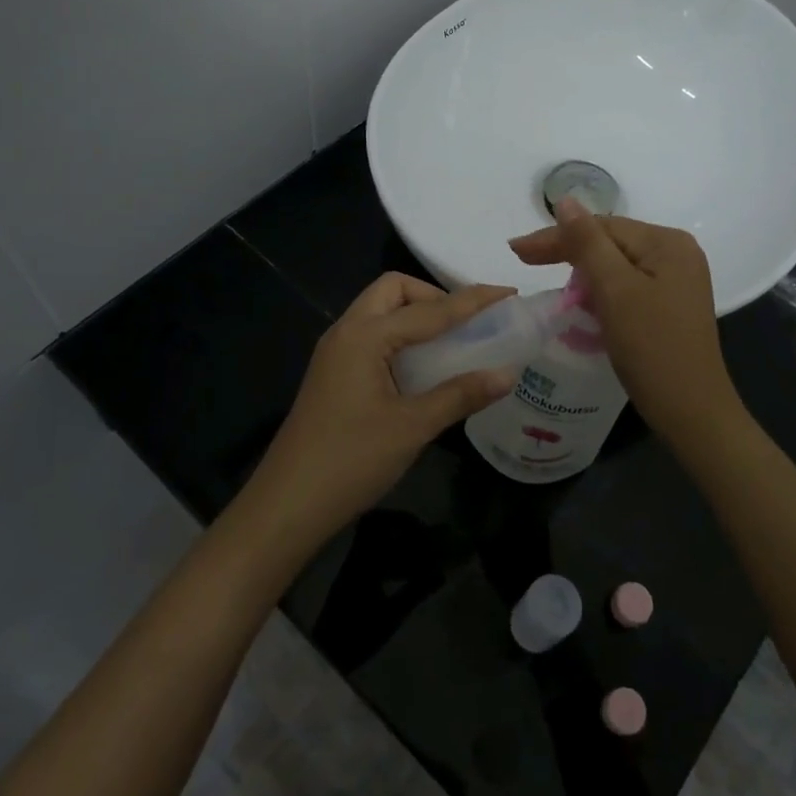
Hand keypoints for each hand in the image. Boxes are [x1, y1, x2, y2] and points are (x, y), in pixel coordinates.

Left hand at [238, 273, 516, 555]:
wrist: (286, 505)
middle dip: (434, 297)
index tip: (508, 293)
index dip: (472, 300)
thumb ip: (460, 395)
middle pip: (394, 290)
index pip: (429, 309)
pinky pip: (372, 335)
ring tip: (452, 341)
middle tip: (467, 324)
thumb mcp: (412, 427)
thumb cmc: (350, 461)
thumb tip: (507, 373)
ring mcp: (335, 352)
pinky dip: (400, 336)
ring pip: (380, 311)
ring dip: (416, 315)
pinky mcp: (333, 373)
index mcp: (364, 336)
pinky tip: (421, 367)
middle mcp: (346, 331)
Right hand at [509, 198, 740, 441]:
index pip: (601, 227)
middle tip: (522, 259)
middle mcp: (677, 253)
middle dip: (567, 251)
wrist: (692, 413)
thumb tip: (565, 200)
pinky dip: (600, 290)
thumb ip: (587, 243)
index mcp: (667, 243)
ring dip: (581, 271)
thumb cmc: (652, 348)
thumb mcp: (614, 290)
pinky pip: (626, 285)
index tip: (516, 250)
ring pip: (616, 265)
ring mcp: (676, 281)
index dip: (556, 236)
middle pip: (610, 242)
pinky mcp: (670, 306)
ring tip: (545, 275)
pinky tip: (580, 299)